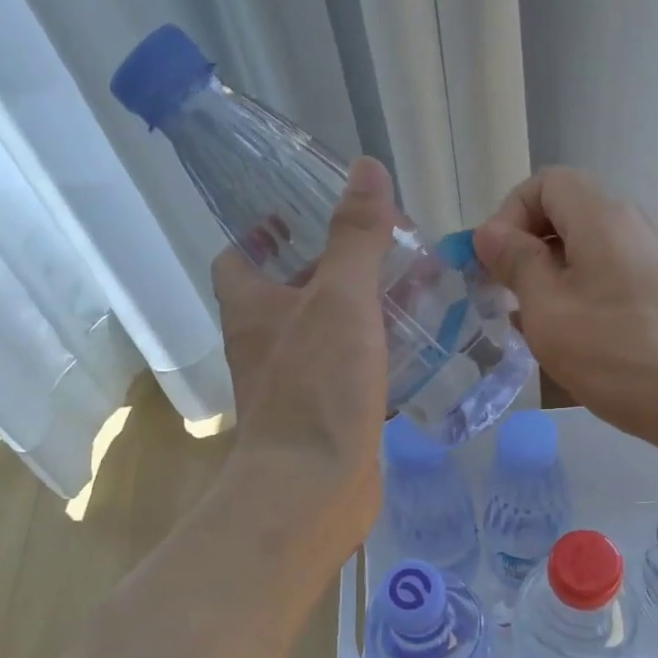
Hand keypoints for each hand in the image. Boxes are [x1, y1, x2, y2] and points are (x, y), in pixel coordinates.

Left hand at [212, 156, 393, 554]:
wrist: (313, 488)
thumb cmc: (316, 386)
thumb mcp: (340, 298)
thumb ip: (355, 236)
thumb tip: (367, 168)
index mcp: (253, 308)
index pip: (239, 258)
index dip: (262, 234)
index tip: (297, 216)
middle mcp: (266, 343)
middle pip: (291, 293)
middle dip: (332, 269)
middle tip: (384, 251)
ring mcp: (295, 383)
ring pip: (327, 333)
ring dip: (361, 312)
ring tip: (414, 291)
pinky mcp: (326, 416)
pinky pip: (350, 373)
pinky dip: (377, 356)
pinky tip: (418, 349)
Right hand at [474, 166, 657, 460]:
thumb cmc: (621, 356)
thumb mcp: (550, 312)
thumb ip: (516, 264)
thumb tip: (490, 233)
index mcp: (603, 217)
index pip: (545, 183)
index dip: (509, 215)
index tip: (496, 266)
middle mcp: (637, 223)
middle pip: (569, 214)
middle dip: (529, 252)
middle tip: (511, 302)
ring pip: (592, 251)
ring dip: (556, 280)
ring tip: (542, 331)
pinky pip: (617, 277)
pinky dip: (588, 297)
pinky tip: (584, 345)